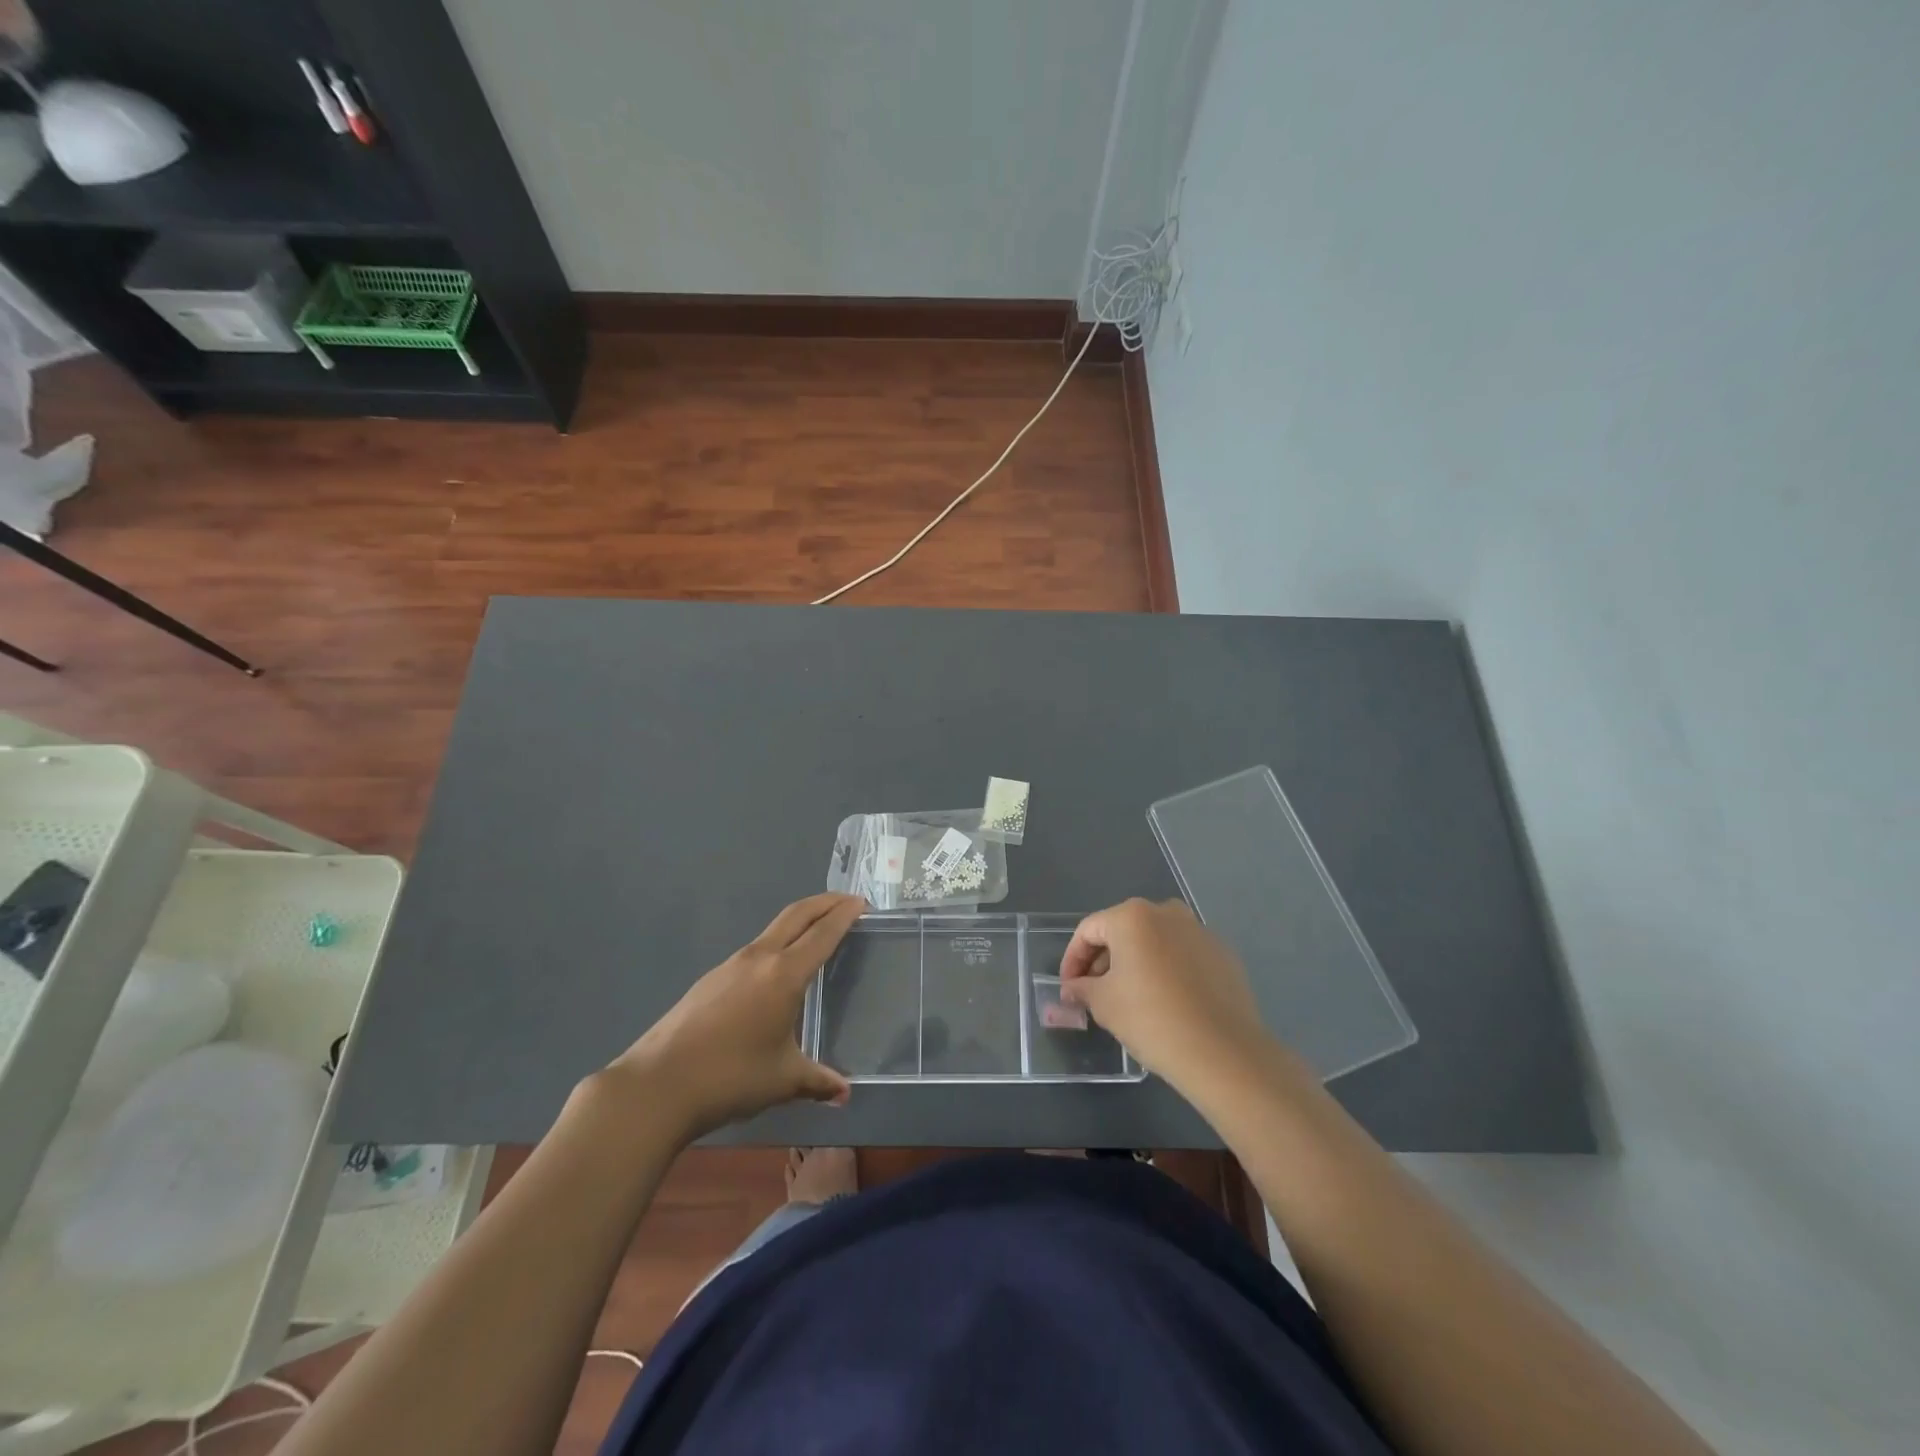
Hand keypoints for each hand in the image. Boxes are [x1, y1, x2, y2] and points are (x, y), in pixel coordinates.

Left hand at [609, 893, 864, 1140]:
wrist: (657, 1086)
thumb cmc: (730, 1077)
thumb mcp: (783, 1080)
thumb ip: (817, 1081)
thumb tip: (844, 1093)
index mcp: (784, 974)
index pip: (822, 933)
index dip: (844, 914)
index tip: (861, 902)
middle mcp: (759, 958)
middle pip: (796, 915)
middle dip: (824, 903)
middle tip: (847, 902)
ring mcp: (730, 966)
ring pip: (773, 930)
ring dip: (799, 922)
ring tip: (816, 933)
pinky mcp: (710, 980)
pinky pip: (754, 950)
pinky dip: (777, 945)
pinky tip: (776, 973)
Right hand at [1060, 898, 1277, 1096]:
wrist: (1223, 1052)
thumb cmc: (1151, 1019)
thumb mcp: (1104, 1004)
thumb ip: (1082, 988)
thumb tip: (1073, 988)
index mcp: (1132, 916)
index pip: (1089, 930)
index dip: (1072, 959)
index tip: (1068, 987)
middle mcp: (1167, 912)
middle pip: (1123, 931)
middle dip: (1104, 960)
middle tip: (1094, 992)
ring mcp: (1199, 931)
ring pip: (1155, 941)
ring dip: (1137, 963)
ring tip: (1129, 997)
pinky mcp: (1223, 954)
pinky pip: (1183, 955)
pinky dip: (1167, 970)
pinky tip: (1166, 1001)